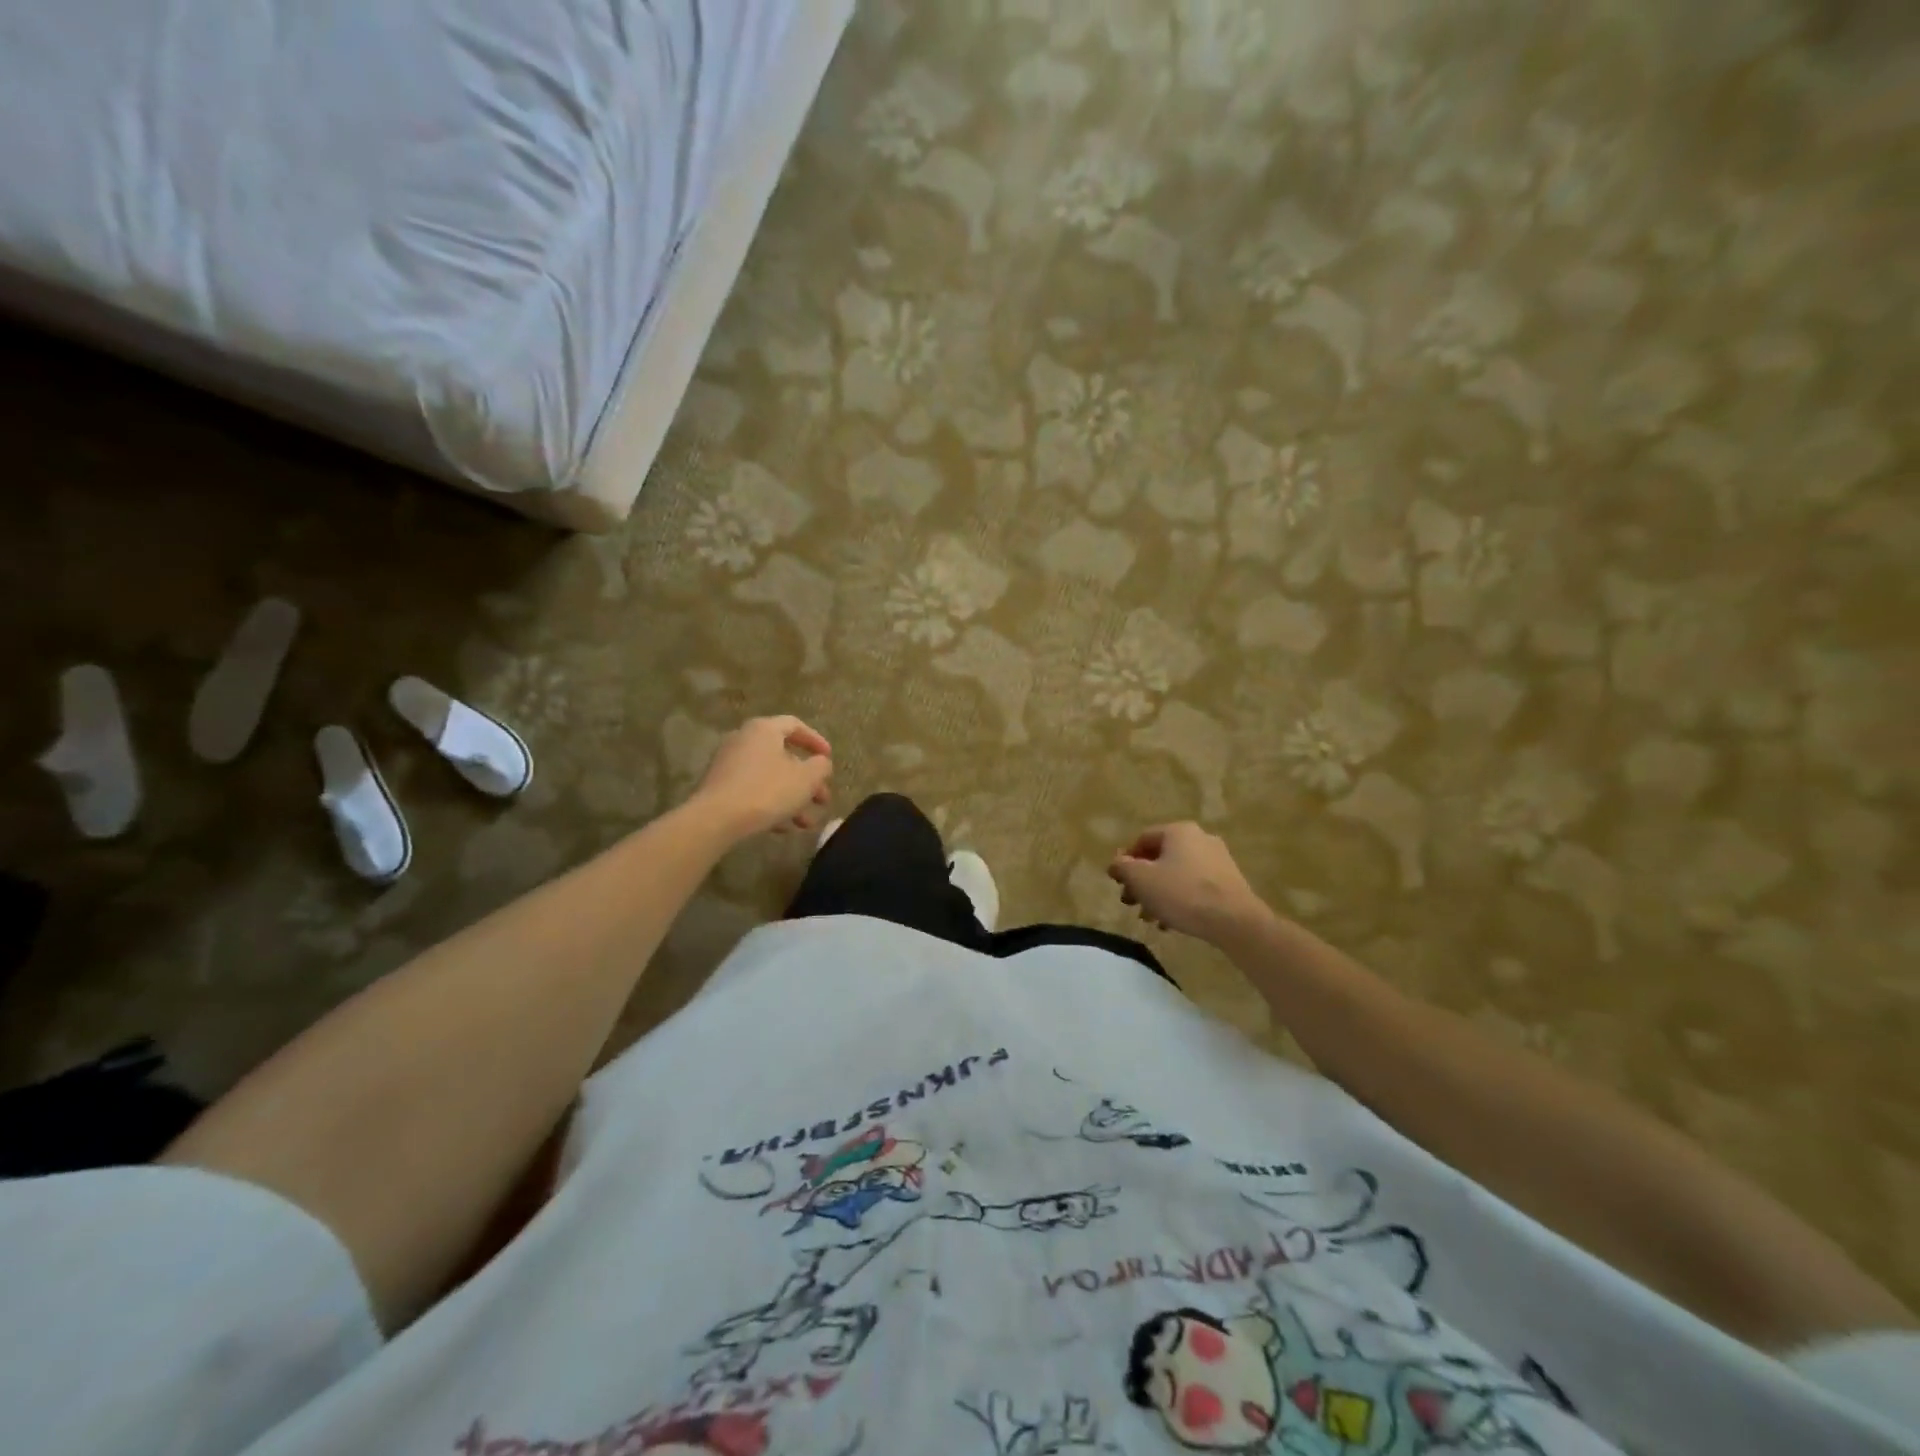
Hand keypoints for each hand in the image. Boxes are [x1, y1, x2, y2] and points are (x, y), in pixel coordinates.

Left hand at [693, 717, 832, 837]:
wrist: (716, 819)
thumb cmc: (767, 791)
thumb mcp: (805, 779)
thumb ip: (820, 767)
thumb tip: (821, 763)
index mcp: (764, 729)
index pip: (795, 725)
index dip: (816, 741)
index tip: (829, 759)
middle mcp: (743, 740)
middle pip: (784, 756)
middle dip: (807, 781)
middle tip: (822, 800)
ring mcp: (728, 763)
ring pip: (770, 777)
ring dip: (792, 798)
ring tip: (806, 824)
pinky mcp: (719, 786)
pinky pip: (752, 790)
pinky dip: (770, 804)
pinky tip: (782, 828)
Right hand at [1107, 822, 1270, 942]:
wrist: (1234, 921)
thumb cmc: (1182, 893)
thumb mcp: (1141, 880)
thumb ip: (1122, 867)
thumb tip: (1116, 863)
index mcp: (1178, 831)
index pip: (1142, 839)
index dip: (1125, 860)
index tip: (1118, 883)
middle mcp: (1200, 838)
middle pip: (1160, 857)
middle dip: (1141, 881)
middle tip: (1131, 903)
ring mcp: (1218, 859)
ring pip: (1177, 874)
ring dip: (1158, 893)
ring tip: (1149, 918)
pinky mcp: (1229, 881)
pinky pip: (1195, 886)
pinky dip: (1179, 899)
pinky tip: (1171, 922)